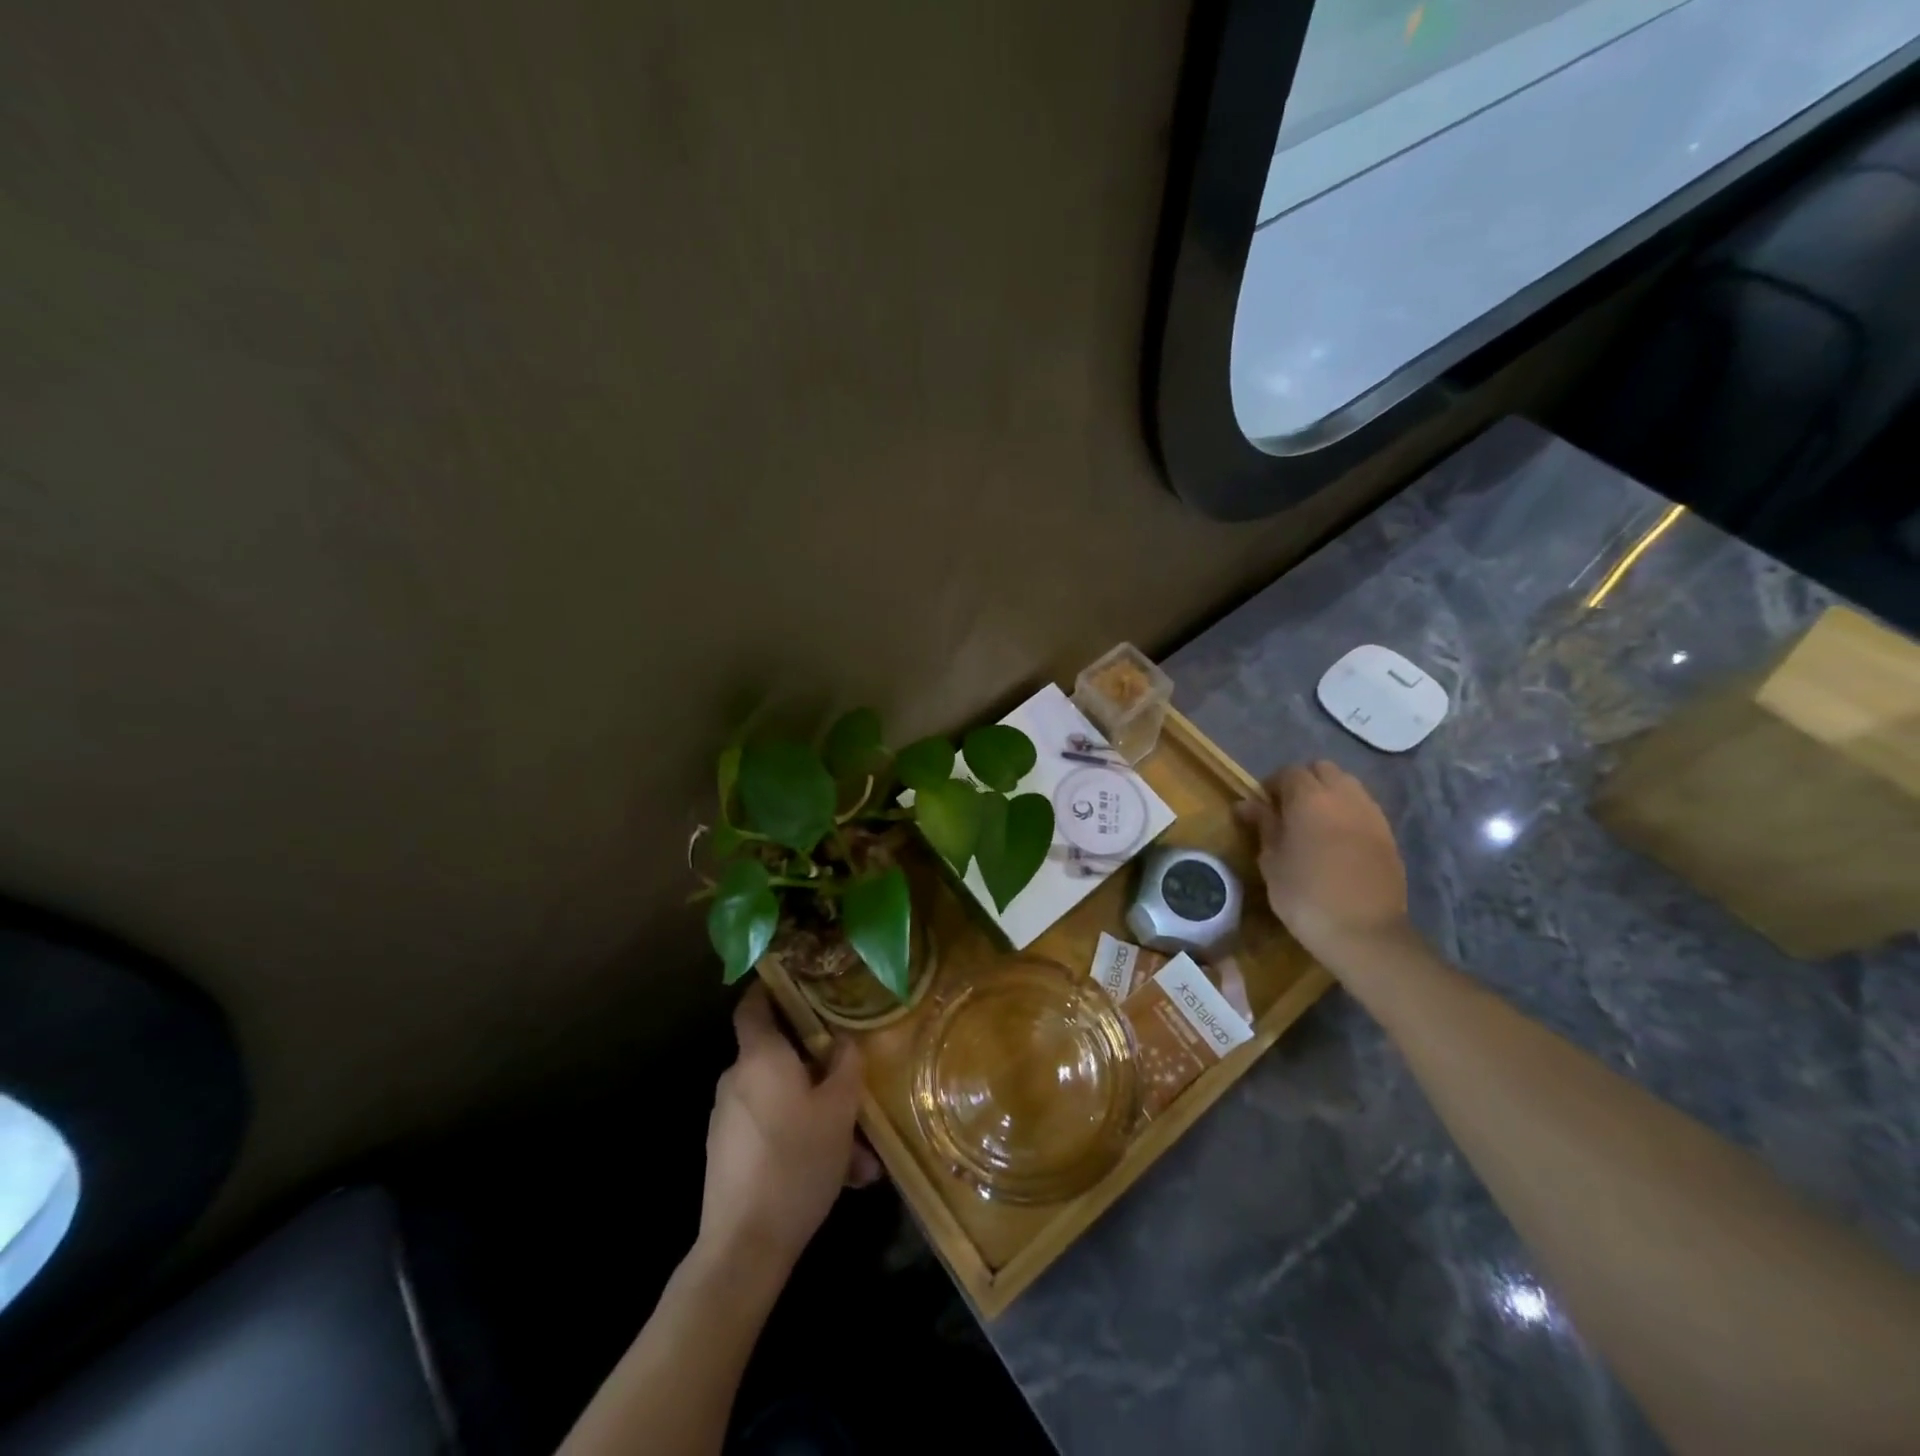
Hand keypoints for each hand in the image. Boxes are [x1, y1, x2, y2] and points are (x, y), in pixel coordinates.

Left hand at [697, 984, 879, 1277]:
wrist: (744, 1247)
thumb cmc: (796, 1161)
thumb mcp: (839, 1110)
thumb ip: (846, 1066)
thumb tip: (844, 1042)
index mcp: (760, 1057)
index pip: (754, 1004)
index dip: (772, 988)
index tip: (800, 983)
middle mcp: (737, 1079)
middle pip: (780, 1057)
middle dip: (820, 1072)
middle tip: (856, 1090)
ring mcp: (728, 1119)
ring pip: (783, 1101)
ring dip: (820, 1117)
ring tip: (861, 1157)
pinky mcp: (728, 1154)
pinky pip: (772, 1131)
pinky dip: (802, 1141)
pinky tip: (839, 1177)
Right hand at [1234, 760, 1409, 968]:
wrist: (1364, 932)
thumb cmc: (1305, 895)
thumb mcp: (1272, 861)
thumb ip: (1263, 825)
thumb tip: (1247, 804)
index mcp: (1309, 798)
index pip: (1288, 772)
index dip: (1272, 785)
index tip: (1262, 808)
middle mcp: (1343, 795)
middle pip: (1322, 769)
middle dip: (1303, 782)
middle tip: (1288, 811)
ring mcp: (1371, 813)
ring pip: (1347, 785)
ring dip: (1328, 794)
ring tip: (1314, 824)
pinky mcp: (1388, 834)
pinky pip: (1363, 807)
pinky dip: (1348, 812)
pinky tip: (1337, 840)